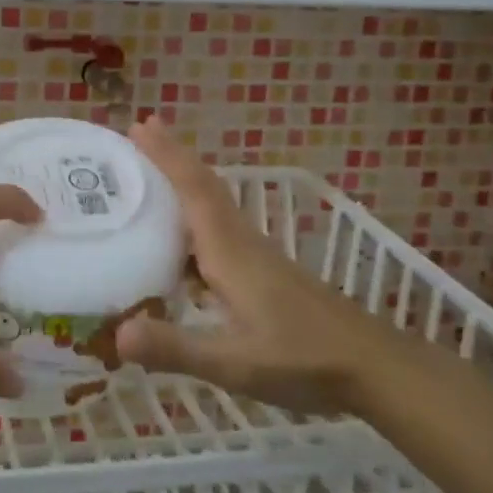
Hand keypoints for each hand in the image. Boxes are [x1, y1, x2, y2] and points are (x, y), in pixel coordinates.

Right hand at [114, 116, 384, 415]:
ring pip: (213, 208)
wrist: (376, 367)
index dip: (167, 156)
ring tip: (146, 181)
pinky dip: (194, 222)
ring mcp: (258, 258)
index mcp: (230, 252)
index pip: (194, 190)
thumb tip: (116, 334)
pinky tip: (179, 248)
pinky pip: (220, 232)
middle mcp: (242, 244)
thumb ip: (177, 348)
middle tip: (137, 136)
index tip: (140, 125)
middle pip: (204, 188)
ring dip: (182, 186)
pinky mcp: (266, 274)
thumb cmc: (305, 360)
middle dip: (171, 159)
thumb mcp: (235, 363)